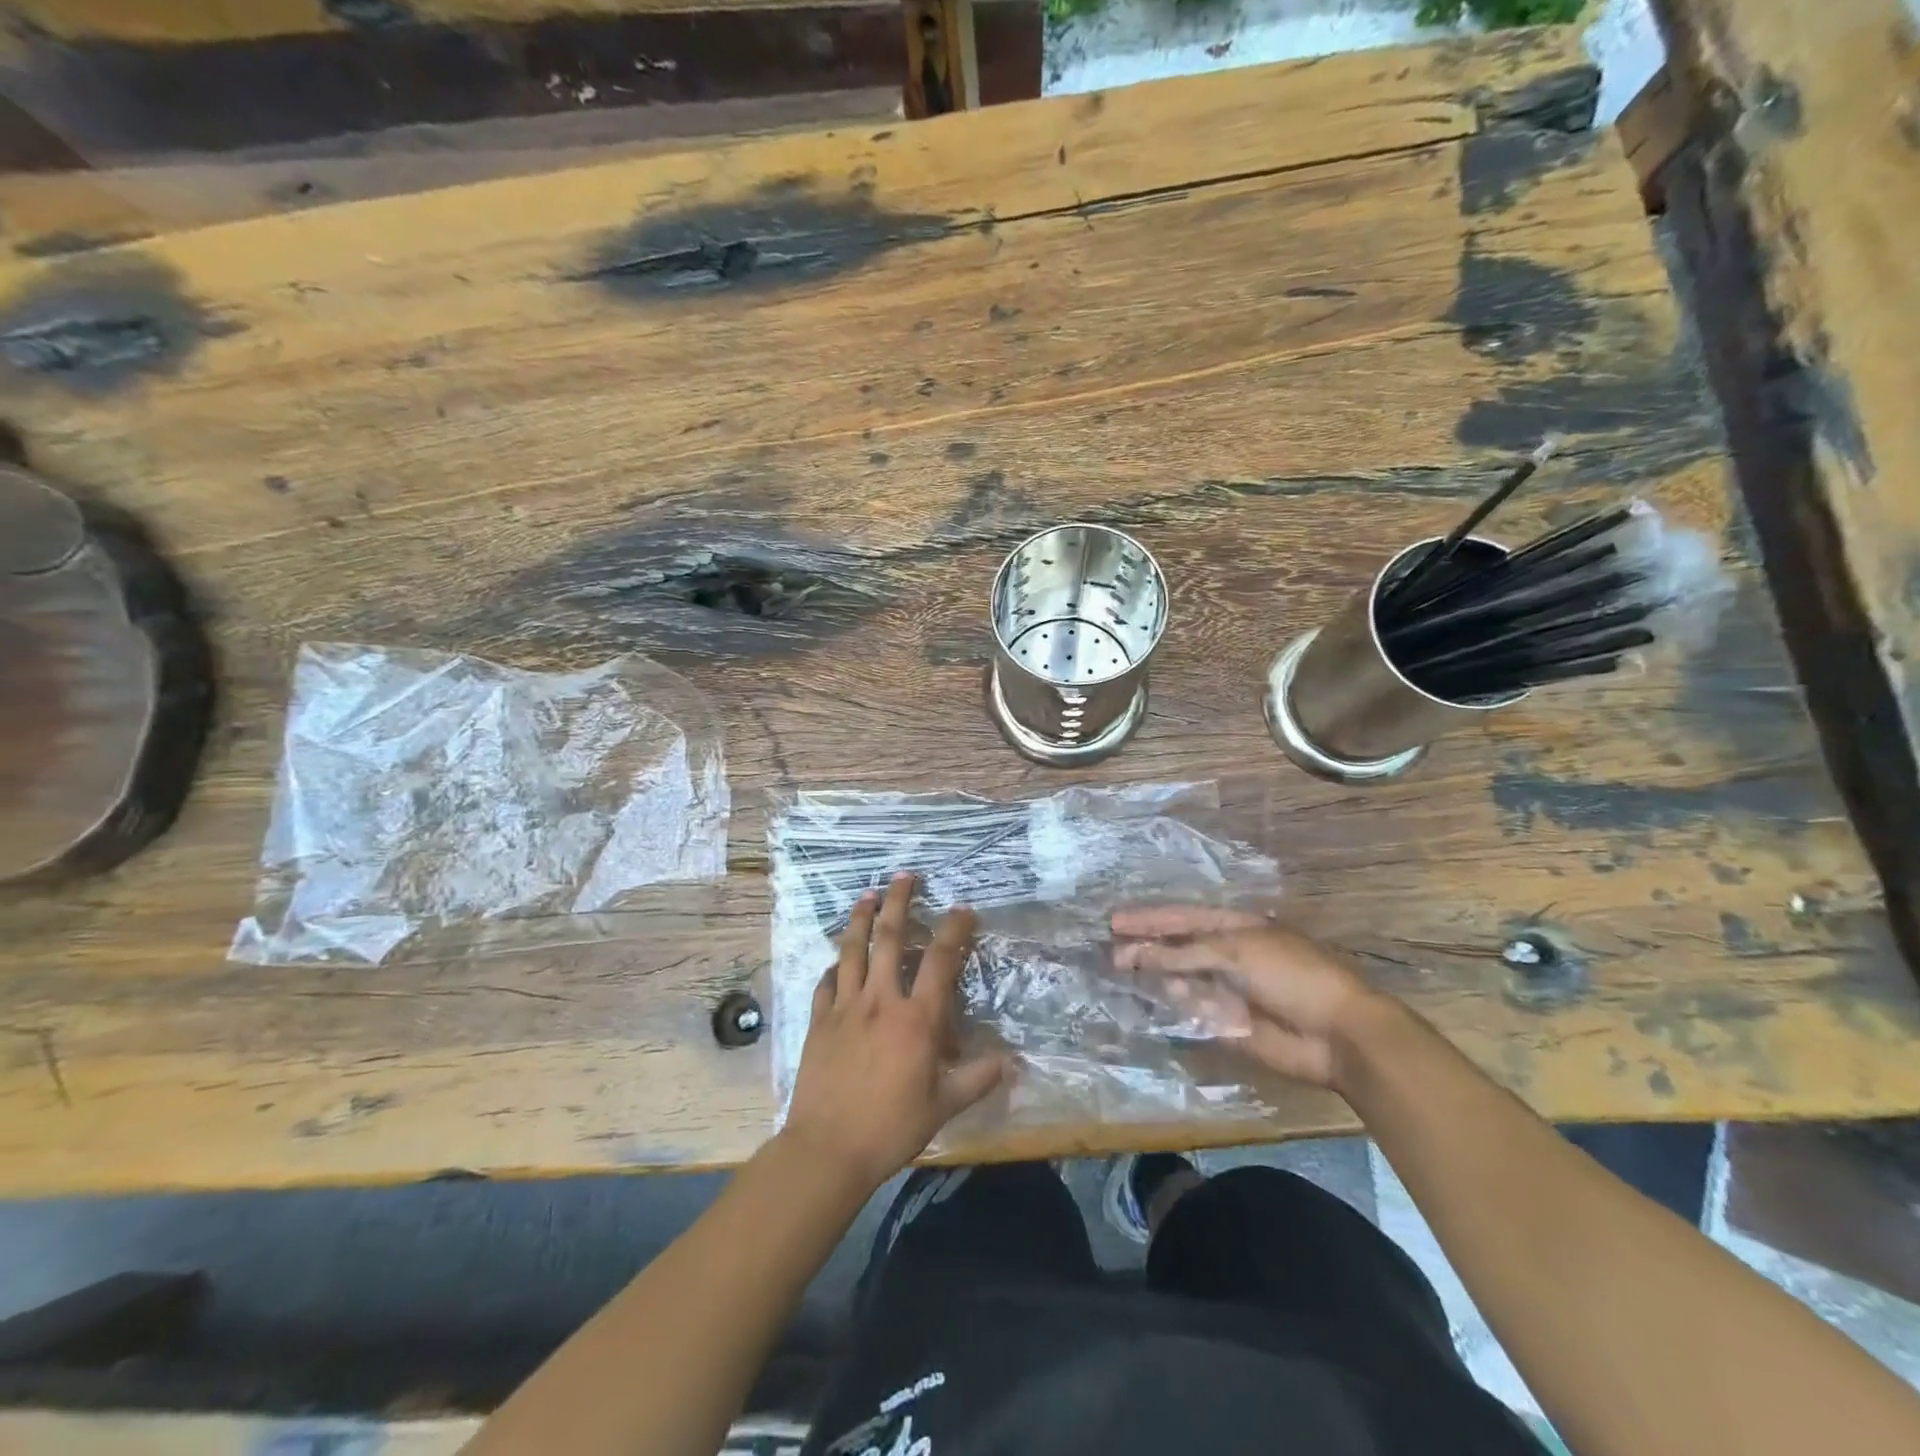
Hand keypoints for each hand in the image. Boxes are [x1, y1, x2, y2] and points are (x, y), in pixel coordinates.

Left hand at [783, 874, 1007, 1190]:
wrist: (828, 1148)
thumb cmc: (891, 1127)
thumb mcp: (943, 1106)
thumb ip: (978, 1079)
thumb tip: (1013, 1062)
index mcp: (916, 1018)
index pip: (941, 961)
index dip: (955, 930)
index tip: (964, 909)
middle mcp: (881, 1000)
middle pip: (890, 938)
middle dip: (899, 902)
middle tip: (904, 876)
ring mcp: (845, 1007)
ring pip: (852, 949)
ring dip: (861, 918)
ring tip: (867, 895)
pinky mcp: (819, 1020)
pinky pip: (826, 982)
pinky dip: (834, 965)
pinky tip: (836, 959)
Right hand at [1111, 906, 1393, 1090]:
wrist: (1338, 1034)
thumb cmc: (1292, 975)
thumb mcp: (1236, 951)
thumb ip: (1184, 952)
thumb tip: (1137, 952)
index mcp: (1234, 928)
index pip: (1182, 918)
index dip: (1148, 919)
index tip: (1114, 921)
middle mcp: (1226, 956)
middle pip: (1177, 948)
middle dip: (1145, 947)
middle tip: (1109, 952)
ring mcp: (1226, 991)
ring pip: (1180, 981)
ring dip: (1155, 976)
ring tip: (1121, 972)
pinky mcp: (1228, 1025)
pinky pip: (1192, 1013)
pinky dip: (1174, 1006)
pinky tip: (1157, 1000)